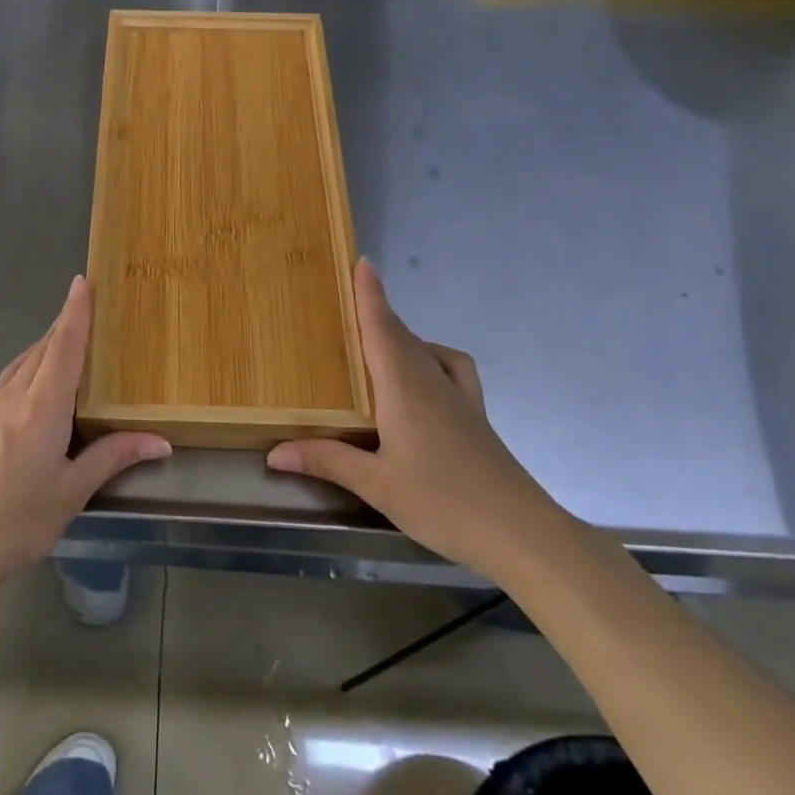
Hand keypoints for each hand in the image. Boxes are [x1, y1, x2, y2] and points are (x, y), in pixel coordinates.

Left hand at [0, 276, 170, 592]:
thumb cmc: (13, 522)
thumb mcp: (69, 493)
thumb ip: (111, 458)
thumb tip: (160, 441)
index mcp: (40, 409)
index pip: (63, 348)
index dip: (75, 313)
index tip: (83, 281)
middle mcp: (13, 397)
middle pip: (42, 348)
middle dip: (65, 324)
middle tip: (89, 306)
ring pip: (23, 361)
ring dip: (46, 344)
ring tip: (69, 338)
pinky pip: (10, 378)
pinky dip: (30, 365)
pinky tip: (37, 381)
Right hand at [266, 259, 571, 578]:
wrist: (521, 532)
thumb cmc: (443, 501)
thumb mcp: (376, 485)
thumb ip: (326, 460)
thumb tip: (274, 452)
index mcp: (403, 387)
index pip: (382, 328)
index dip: (371, 294)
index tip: (362, 261)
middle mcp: (431, 381)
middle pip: (401, 335)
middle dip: (376, 313)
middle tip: (345, 303)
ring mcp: (458, 397)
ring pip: (423, 350)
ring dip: (399, 336)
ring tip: (373, 343)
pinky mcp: (475, 416)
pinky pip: (450, 369)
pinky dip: (433, 358)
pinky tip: (424, 376)